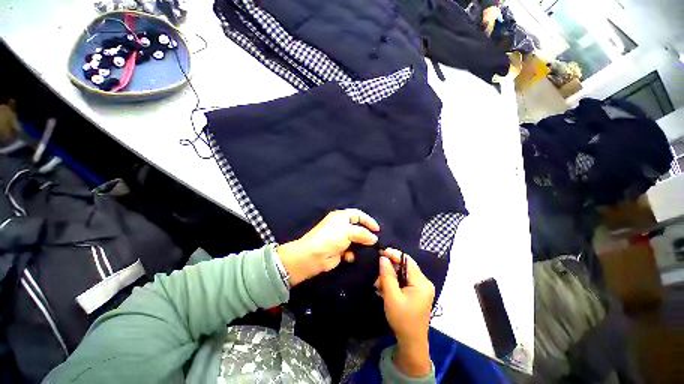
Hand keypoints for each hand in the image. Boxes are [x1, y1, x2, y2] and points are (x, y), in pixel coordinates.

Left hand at [276, 209, 379, 285]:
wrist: (314, 255)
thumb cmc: (332, 237)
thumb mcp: (349, 231)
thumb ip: (363, 233)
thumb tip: (374, 238)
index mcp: (342, 217)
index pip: (358, 215)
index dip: (368, 220)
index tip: (378, 230)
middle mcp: (341, 226)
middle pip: (358, 228)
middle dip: (366, 234)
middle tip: (375, 241)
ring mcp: (340, 239)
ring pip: (356, 240)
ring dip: (361, 245)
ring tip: (368, 249)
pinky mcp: (340, 251)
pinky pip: (351, 251)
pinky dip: (353, 254)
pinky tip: (352, 256)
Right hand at [375, 248, 434, 376]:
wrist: (411, 343)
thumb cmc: (402, 319)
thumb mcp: (391, 296)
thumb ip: (387, 275)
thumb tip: (383, 257)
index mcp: (421, 282)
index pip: (407, 260)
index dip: (394, 254)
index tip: (380, 252)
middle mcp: (424, 282)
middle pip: (405, 267)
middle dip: (390, 269)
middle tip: (377, 277)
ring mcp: (422, 288)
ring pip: (403, 274)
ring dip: (390, 277)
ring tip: (379, 285)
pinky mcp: (418, 293)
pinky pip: (404, 281)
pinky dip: (394, 283)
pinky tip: (385, 289)